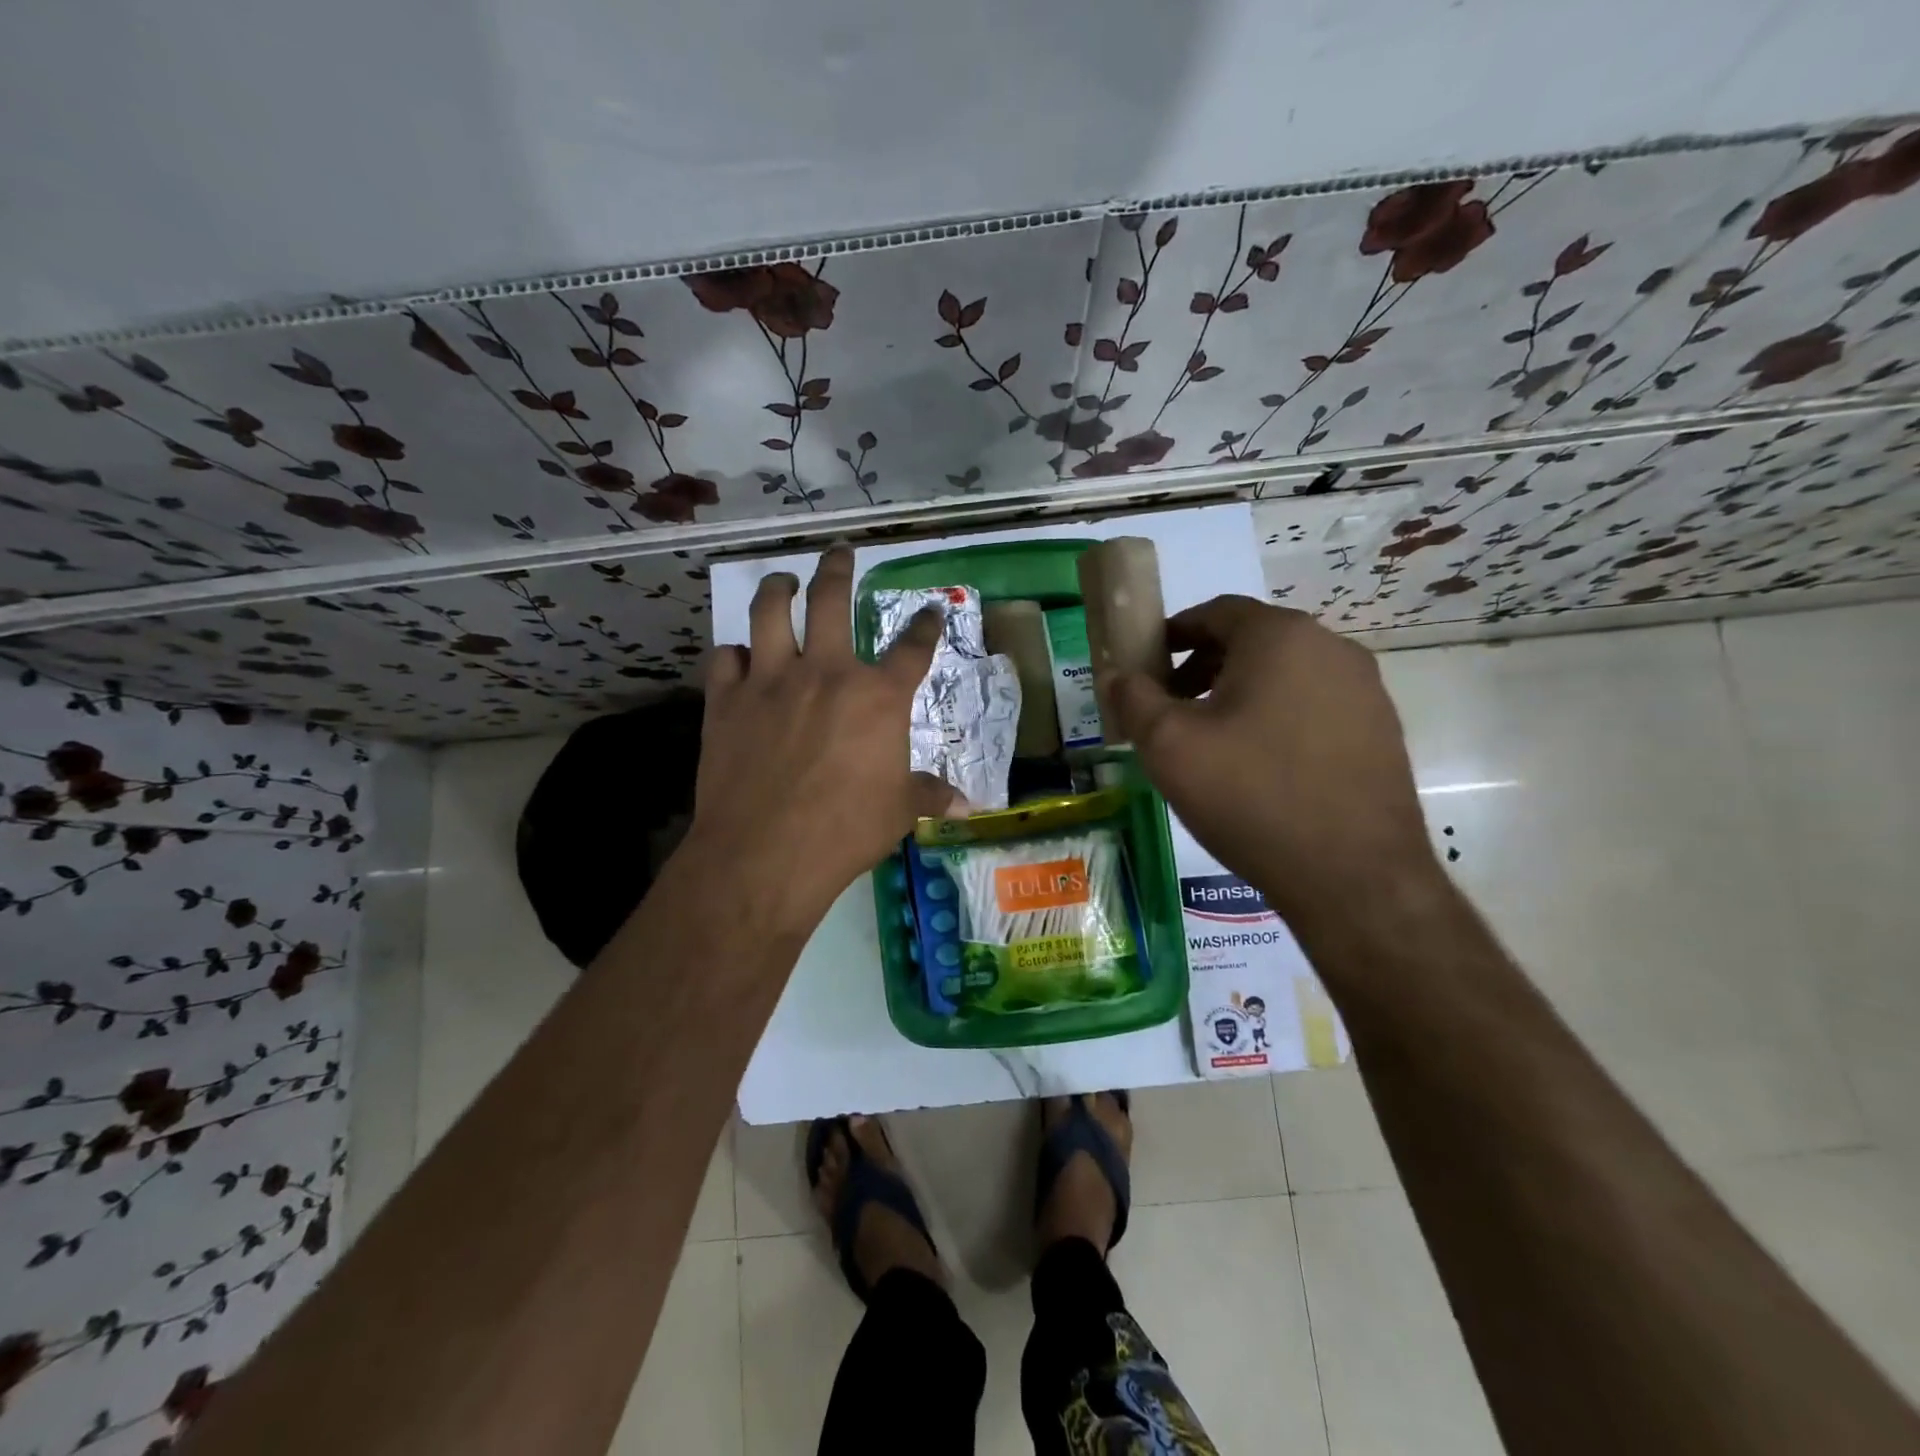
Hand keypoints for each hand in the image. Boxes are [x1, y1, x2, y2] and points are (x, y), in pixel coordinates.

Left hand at [686, 546, 957, 935]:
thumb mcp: (899, 812)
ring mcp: (771, 681)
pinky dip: (734, 655)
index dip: (925, 626)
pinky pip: (726, 659)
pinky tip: (739, 659)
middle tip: (839, 552)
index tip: (930, 611)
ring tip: (781, 583)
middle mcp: (826, 673)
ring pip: (770, 613)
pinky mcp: (726, 701)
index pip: (912, 648)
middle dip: (838, 569)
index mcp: (878, 697)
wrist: (765, 853)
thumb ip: (929, 795)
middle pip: (831, 601)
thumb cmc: (845, 831)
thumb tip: (967, 804)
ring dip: (777, 590)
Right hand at [1107, 596, 1436, 925]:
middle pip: (1252, 641)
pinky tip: (1259, 766)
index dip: (1173, 633)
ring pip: (1285, 674)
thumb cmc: (1250, 796)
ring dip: (1239, 693)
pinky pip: (1314, 705)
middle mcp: (1331, 648)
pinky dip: (1277, 717)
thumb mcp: (1169, 746)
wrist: (1353, 876)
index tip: (1147, 666)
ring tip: (1211, 741)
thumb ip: (1133, 699)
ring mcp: (1365, 690)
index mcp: (1281, 637)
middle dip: (1202, 667)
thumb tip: (1116, 675)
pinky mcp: (1381, 730)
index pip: (1216, 611)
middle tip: (1170, 707)